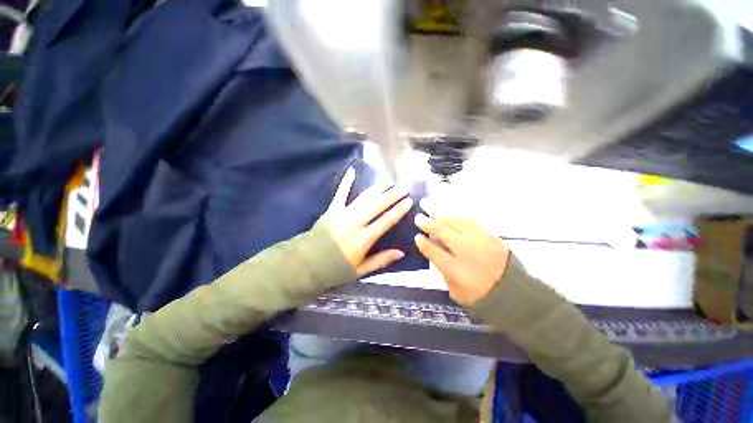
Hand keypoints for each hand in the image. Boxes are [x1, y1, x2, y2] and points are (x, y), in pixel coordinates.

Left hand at [321, 168, 412, 276]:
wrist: (306, 264)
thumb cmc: (335, 269)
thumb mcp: (360, 270)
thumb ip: (381, 260)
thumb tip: (401, 252)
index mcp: (363, 239)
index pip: (386, 221)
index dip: (399, 210)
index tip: (409, 201)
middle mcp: (354, 223)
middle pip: (377, 205)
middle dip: (392, 195)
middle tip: (403, 188)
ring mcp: (342, 214)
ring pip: (364, 197)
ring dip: (378, 189)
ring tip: (389, 183)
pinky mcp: (332, 210)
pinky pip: (340, 193)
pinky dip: (346, 182)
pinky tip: (352, 170)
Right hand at [414, 200, 509, 304]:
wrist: (513, 294)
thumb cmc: (480, 296)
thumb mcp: (455, 291)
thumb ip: (443, 271)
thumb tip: (435, 251)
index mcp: (456, 269)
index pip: (434, 251)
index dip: (423, 243)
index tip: (417, 237)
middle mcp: (467, 252)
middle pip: (444, 232)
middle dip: (428, 223)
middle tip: (418, 217)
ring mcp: (480, 242)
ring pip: (457, 222)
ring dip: (442, 215)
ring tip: (432, 209)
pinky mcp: (491, 236)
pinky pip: (471, 221)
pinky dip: (458, 216)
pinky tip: (450, 213)